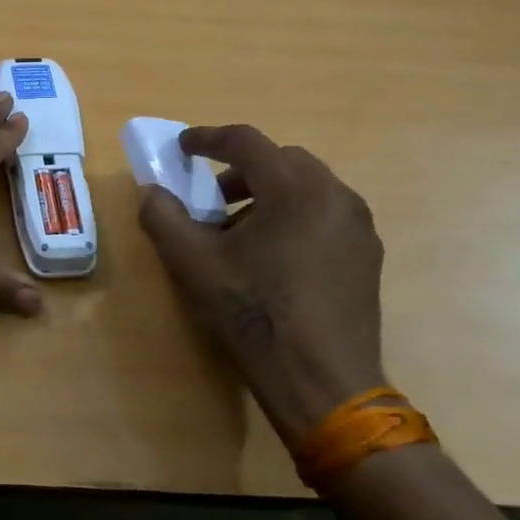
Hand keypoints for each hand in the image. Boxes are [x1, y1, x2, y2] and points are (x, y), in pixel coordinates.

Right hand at [137, 125, 385, 442]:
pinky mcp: (367, 254)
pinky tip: (272, 255)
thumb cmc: (254, 314)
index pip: (246, 141)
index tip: (182, 147)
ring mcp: (357, 225)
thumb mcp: (193, 264)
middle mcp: (334, 194)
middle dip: (241, 167)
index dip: (207, 138)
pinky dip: (294, 214)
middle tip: (212, 194)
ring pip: (306, 186)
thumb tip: (152, 192)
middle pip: (281, 159)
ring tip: (240, 229)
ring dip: (268, 192)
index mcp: (294, 188)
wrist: (323, 382)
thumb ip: (163, 217)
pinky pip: (325, 213)